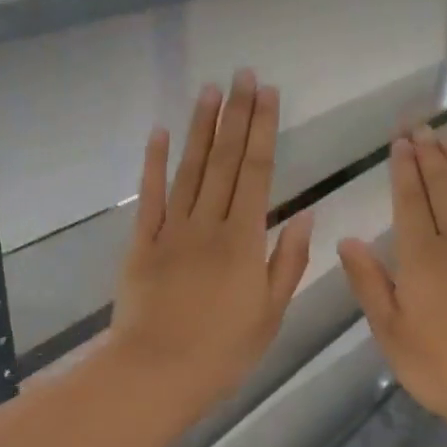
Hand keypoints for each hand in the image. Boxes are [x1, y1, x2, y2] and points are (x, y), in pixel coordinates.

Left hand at [108, 71, 313, 418]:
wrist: (158, 371)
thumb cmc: (223, 352)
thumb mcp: (270, 314)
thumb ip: (288, 262)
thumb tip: (304, 214)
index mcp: (245, 241)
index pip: (258, 173)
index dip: (263, 131)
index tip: (267, 94)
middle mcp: (209, 225)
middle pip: (225, 162)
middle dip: (236, 116)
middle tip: (243, 75)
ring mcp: (172, 232)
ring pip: (189, 170)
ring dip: (200, 129)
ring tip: (210, 91)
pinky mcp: (142, 245)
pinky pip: (150, 198)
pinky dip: (153, 165)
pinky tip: (159, 135)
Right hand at [338, 130, 446, 438]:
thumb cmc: (439, 367)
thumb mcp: (390, 331)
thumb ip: (369, 283)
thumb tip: (348, 240)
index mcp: (420, 261)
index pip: (410, 204)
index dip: (403, 171)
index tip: (399, 140)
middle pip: (442, 192)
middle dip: (430, 156)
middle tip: (421, 123)